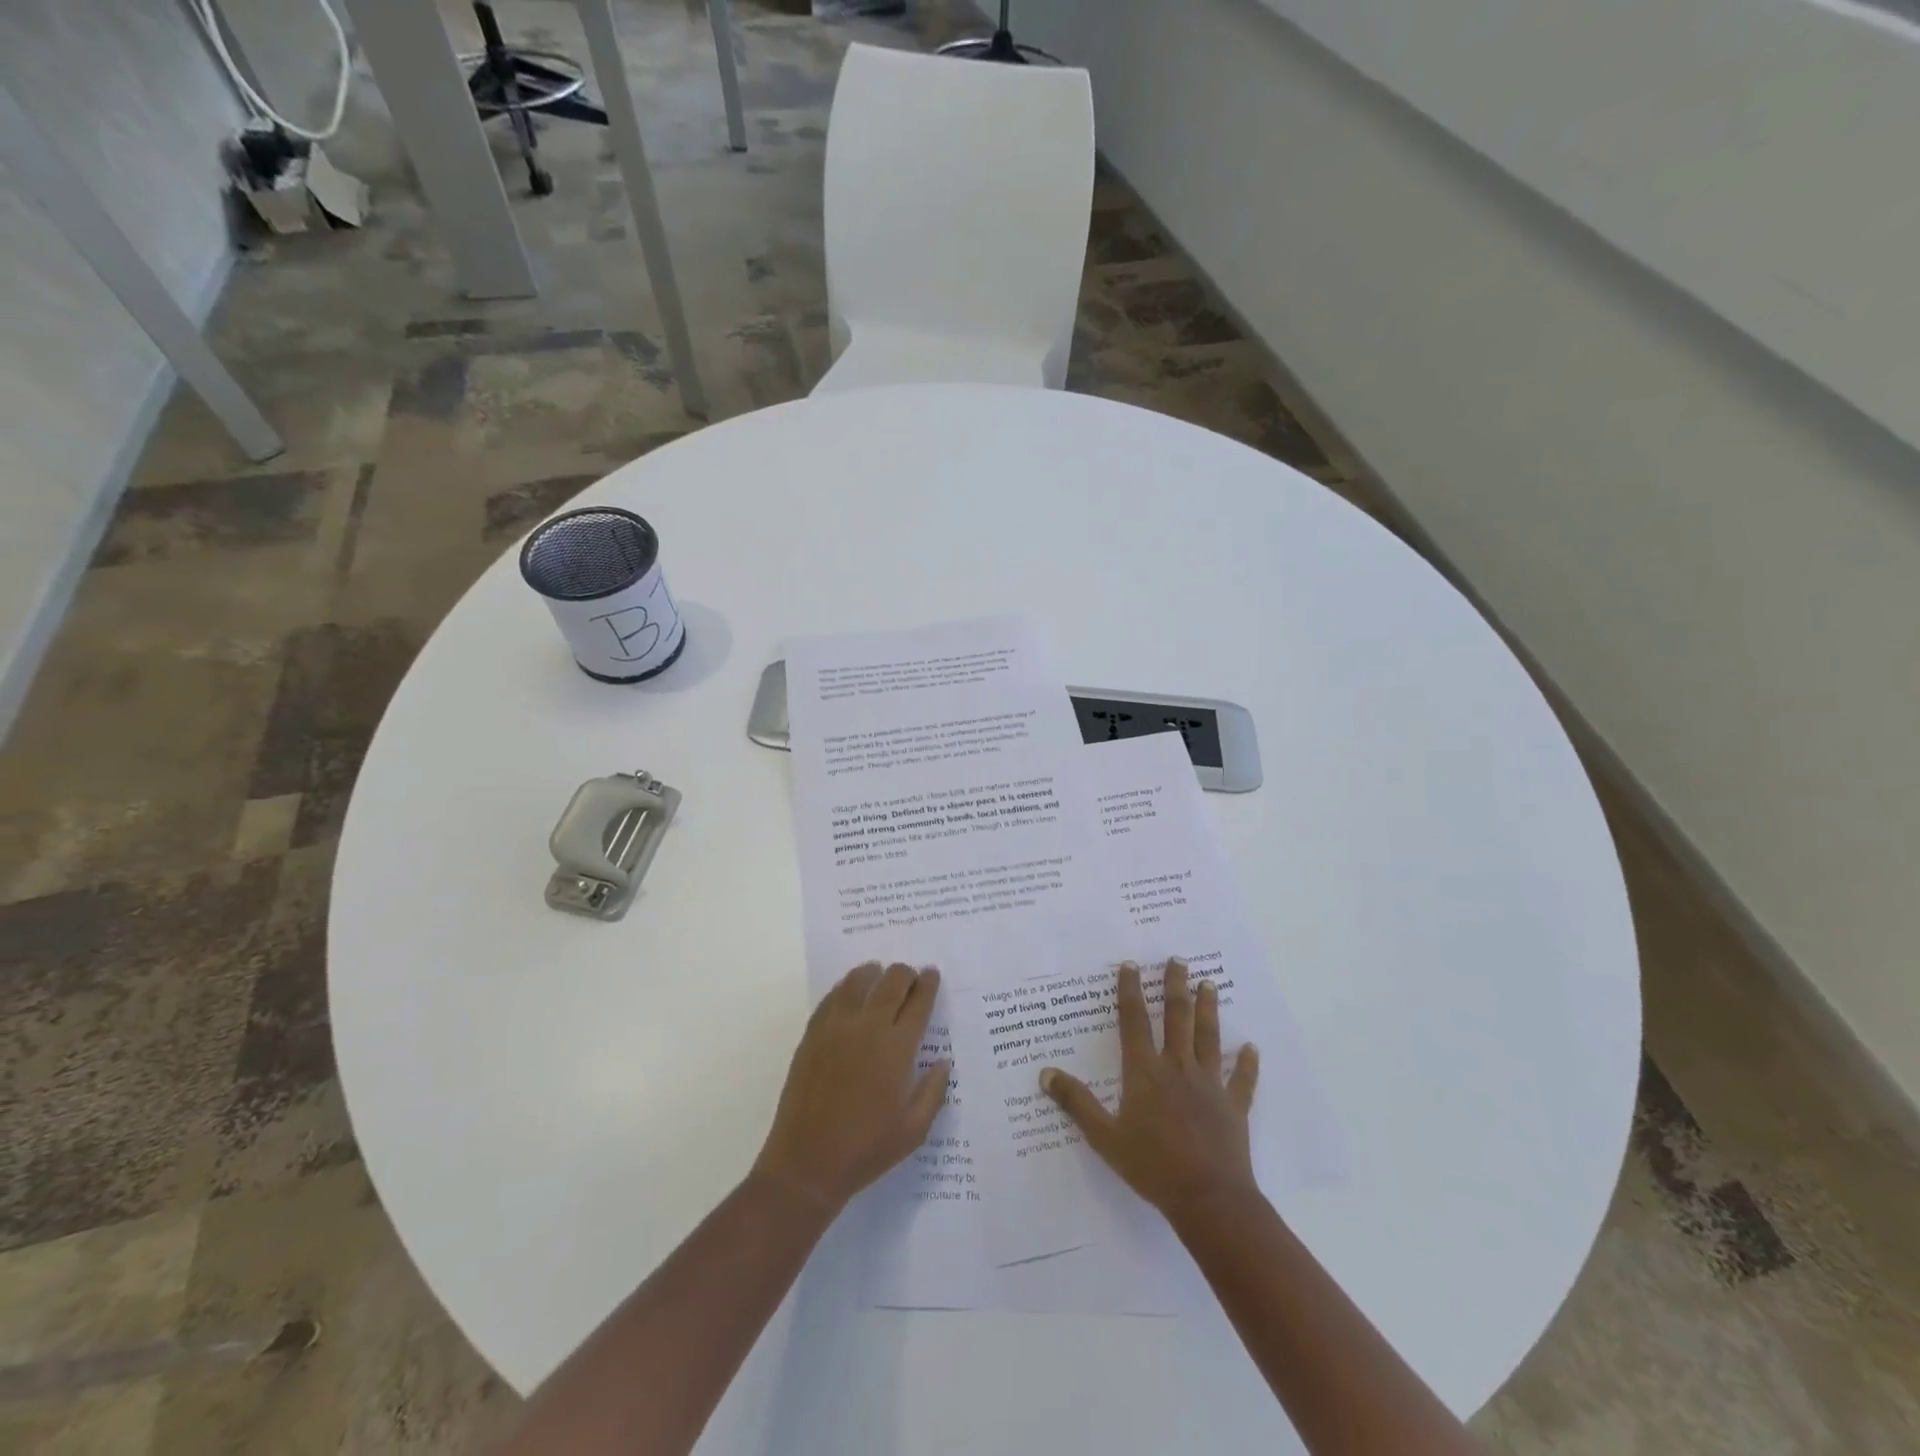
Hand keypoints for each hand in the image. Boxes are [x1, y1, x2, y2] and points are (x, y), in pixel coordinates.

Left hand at [752, 962, 951, 1215]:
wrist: (806, 1163)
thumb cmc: (866, 1149)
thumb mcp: (913, 1130)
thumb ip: (933, 1091)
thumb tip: (943, 1062)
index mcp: (897, 1048)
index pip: (919, 1001)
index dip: (928, 984)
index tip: (933, 974)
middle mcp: (868, 1027)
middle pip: (891, 981)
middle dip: (906, 974)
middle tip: (911, 977)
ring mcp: (836, 1027)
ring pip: (858, 980)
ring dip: (874, 974)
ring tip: (879, 975)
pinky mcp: (812, 1034)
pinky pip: (832, 997)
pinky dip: (846, 987)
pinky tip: (850, 993)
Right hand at [1039, 959, 1260, 1219]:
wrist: (1208, 1199)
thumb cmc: (1152, 1166)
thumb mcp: (1104, 1137)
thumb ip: (1076, 1102)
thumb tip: (1045, 1073)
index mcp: (1145, 1072)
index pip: (1134, 1021)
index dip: (1130, 991)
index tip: (1131, 965)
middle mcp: (1178, 1068)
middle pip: (1176, 1018)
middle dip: (1175, 986)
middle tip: (1178, 960)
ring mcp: (1209, 1085)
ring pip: (1208, 1037)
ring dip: (1208, 1009)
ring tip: (1208, 983)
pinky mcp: (1233, 1107)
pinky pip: (1241, 1080)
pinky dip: (1246, 1063)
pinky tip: (1251, 1048)